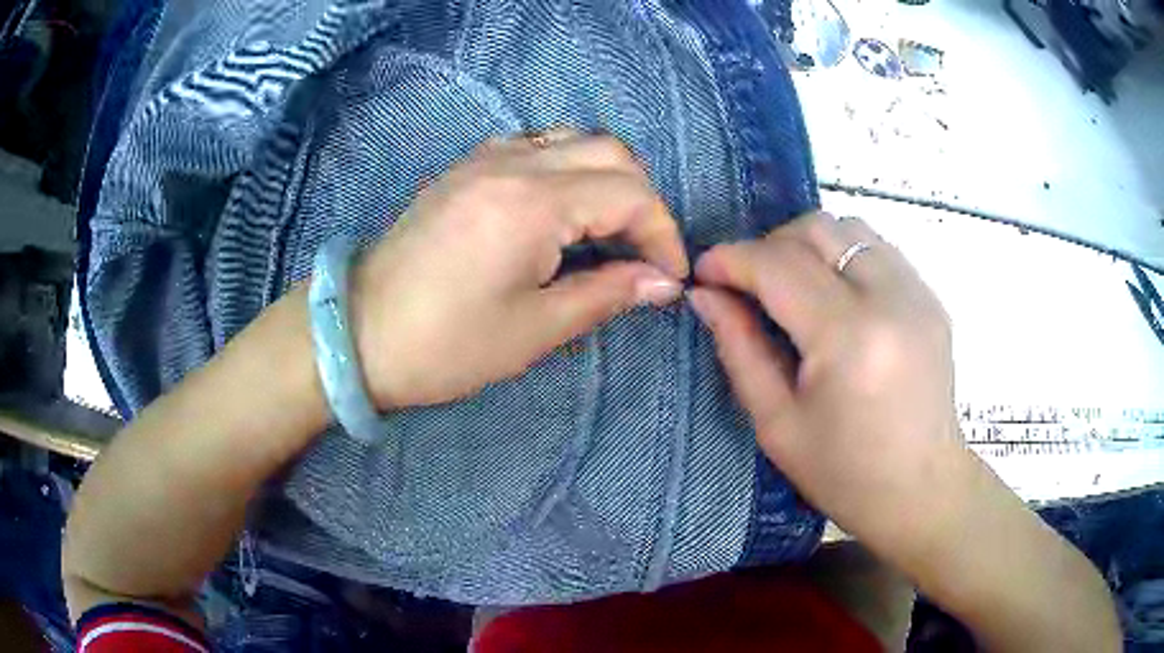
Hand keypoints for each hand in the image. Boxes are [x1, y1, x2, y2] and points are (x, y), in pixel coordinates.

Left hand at [352, 130, 688, 409]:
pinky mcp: (466, 167)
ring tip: (611, 230)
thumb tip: (663, 283)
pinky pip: (536, 145)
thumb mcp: (534, 329)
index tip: (669, 276)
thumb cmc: (444, 344)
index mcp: (532, 202)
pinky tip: (563, 209)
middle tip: (643, 253)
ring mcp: (485, 157)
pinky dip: (568, 167)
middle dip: (643, 201)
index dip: (663, 234)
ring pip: (575, 139)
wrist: (359, 332)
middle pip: (611, 152)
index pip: (630, 195)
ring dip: (607, 177)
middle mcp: (513, 162)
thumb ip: (606, 294)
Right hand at [688, 212, 962, 553]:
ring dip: (809, 245)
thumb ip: (739, 348)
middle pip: (817, 229)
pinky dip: (844, 256)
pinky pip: (878, 249)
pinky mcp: (930, 297)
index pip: (779, 266)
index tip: (704, 271)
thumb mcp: (777, 423)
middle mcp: (890, 298)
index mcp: (849, 338)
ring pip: (850, 228)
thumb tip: (705, 295)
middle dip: (769, 244)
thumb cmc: (844, 473)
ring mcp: (917, 293)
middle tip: (749, 283)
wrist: (922, 490)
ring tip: (792, 286)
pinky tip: (835, 296)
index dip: (731, 259)